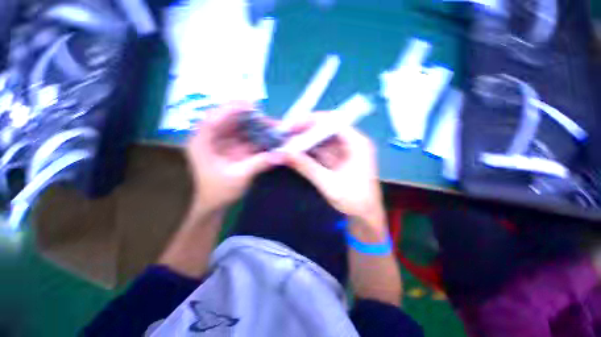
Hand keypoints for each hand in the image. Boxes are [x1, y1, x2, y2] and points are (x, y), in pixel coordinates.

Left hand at [186, 102, 281, 211]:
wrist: (215, 204)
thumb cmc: (219, 192)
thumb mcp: (239, 177)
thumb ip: (260, 163)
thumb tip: (281, 155)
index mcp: (201, 143)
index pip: (213, 118)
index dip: (231, 109)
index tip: (251, 105)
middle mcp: (210, 138)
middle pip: (228, 120)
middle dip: (249, 118)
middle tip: (268, 118)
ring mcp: (221, 142)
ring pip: (239, 127)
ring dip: (256, 126)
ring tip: (272, 126)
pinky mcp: (232, 147)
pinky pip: (245, 137)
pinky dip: (257, 136)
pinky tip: (269, 135)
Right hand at [283, 124, 385, 232]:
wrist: (365, 216)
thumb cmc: (354, 200)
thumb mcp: (328, 183)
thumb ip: (306, 167)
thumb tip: (285, 153)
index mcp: (357, 143)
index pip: (332, 122)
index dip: (311, 121)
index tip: (291, 125)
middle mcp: (352, 142)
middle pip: (325, 129)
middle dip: (304, 130)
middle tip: (285, 133)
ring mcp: (344, 151)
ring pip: (321, 140)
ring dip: (304, 141)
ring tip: (287, 141)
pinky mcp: (338, 159)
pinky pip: (321, 150)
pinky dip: (308, 151)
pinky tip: (296, 151)